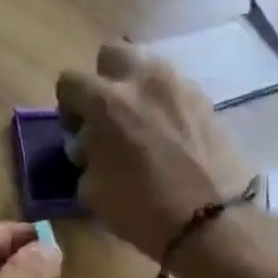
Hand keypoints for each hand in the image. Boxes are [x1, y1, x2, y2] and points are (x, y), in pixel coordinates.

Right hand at [56, 43, 252, 259]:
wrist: (209, 222)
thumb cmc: (142, 209)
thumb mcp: (92, 191)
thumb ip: (86, 157)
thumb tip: (90, 146)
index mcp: (107, 102)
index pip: (70, 82)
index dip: (67, 107)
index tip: (76, 131)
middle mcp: (143, 81)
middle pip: (112, 55)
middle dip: (103, 79)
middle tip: (107, 115)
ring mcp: (180, 86)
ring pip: (148, 68)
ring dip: (137, 89)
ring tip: (141, 125)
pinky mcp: (206, 100)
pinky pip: (175, 89)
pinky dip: (165, 104)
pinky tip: (169, 137)